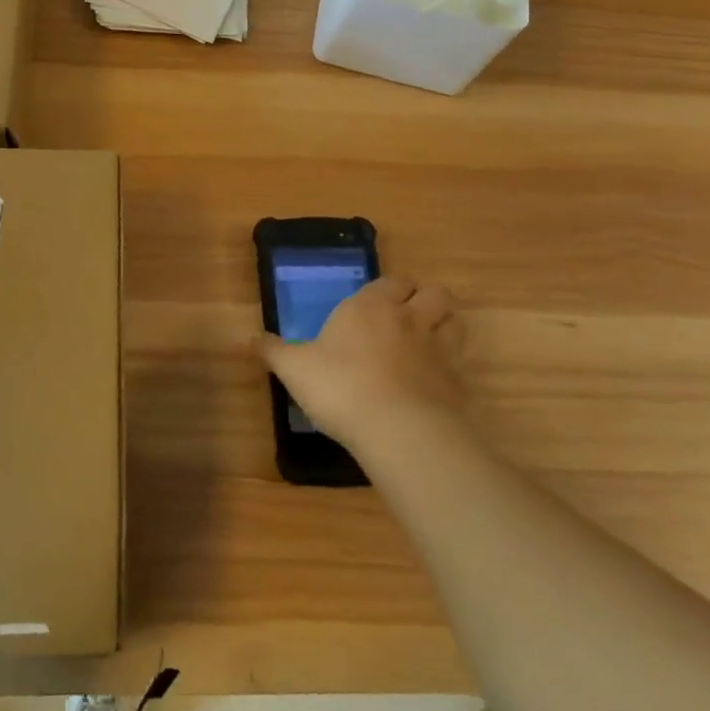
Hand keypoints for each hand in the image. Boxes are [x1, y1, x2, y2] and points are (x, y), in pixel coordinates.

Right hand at [257, 277, 465, 450]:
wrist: (398, 429)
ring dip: (445, 325)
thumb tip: (247, 338)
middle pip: (434, 292)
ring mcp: (440, 349)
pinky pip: (461, 362)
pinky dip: (452, 366)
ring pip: (455, 320)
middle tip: (409, 318)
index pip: (391, 281)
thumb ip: (273, 351)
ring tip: (428, 342)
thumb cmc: (340, 386)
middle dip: (425, 299)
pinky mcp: (458, 382)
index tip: (376, 303)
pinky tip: (435, 382)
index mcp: (371, 306)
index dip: (389, 289)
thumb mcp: (295, 367)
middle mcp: (409, 318)